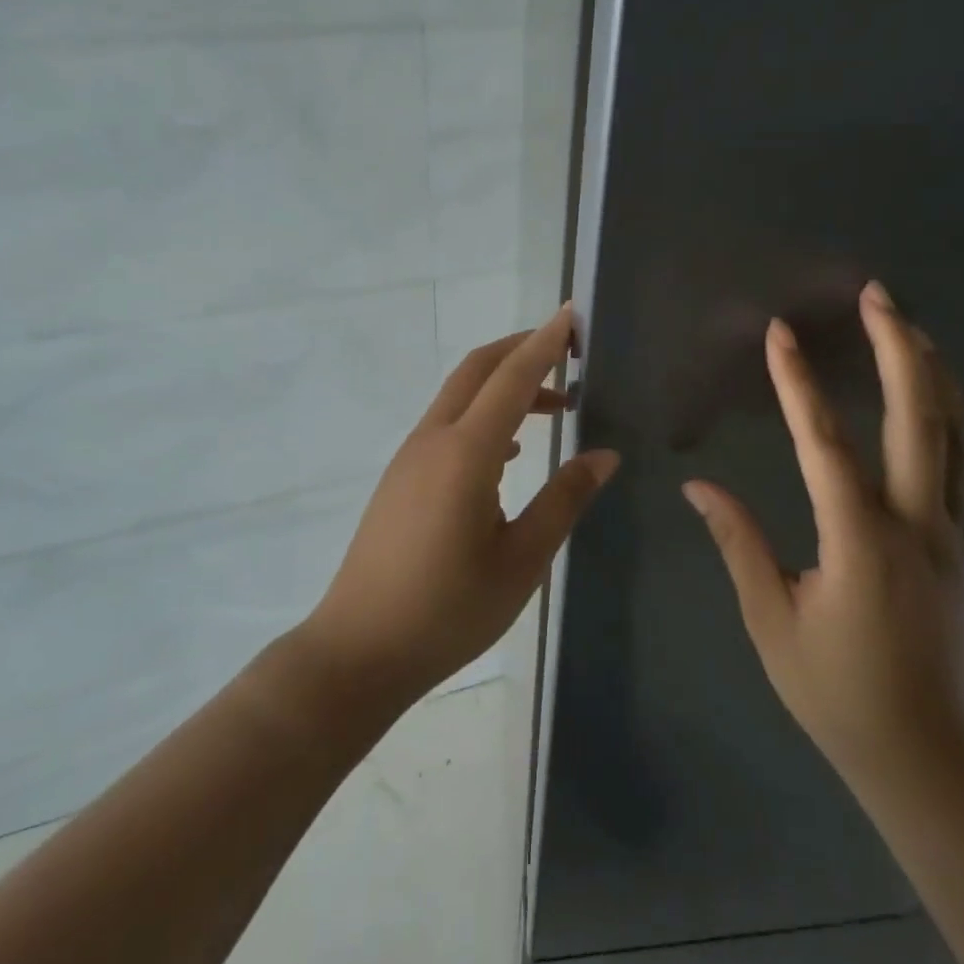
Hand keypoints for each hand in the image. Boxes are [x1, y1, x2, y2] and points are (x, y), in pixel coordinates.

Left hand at [302, 305, 620, 704]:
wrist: (359, 649)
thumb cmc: (448, 610)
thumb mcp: (522, 560)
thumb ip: (564, 500)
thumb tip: (604, 455)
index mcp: (465, 453)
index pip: (512, 377)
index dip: (545, 343)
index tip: (572, 314)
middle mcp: (433, 440)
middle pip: (477, 369)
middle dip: (522, 349)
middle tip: (569, 351)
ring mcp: (411, 457)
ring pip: (461, 396)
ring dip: (505, 385)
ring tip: (554, 405)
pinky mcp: (402, 477)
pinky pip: (448, 424)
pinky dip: (485, 415)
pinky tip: (513, 452)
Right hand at [683, 281, 963, 803]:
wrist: (927, 755)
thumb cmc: (837, 691)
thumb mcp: (772, 621)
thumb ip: (739, 544)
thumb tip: (698, 486)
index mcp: (860, 543)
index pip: (826, 445)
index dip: (799, 384)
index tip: (781, 334)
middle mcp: (914, 524)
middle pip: (918, 419)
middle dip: (898, 349)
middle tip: (879, 296)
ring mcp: (947, 531)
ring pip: (953, 434)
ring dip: (932, 372)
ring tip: (909, 324)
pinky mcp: (959, 542)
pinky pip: (960, 461)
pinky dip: (950, 414)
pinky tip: (935, 391)